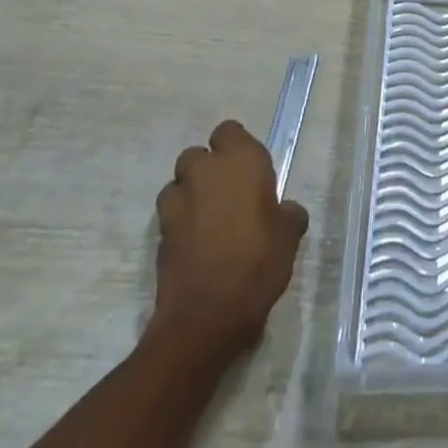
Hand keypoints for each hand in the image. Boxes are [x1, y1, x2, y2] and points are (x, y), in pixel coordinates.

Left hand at [150, 120, 308, 360]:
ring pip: (177, 185)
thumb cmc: (258, 261)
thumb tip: (284, 211)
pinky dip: (178, 226)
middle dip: (206, 170)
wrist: (207, 315)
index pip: (228, 131)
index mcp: (241, 159)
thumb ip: (286, 213)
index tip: (248, 171)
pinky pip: (169, 219)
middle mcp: (205, 172)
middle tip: (227, 194)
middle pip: (196, 156)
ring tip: (206, 220)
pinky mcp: (158, 237)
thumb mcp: (289, 234)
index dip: (235, 147)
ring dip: (188, 195)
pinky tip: (195, 246)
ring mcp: (177, 204)